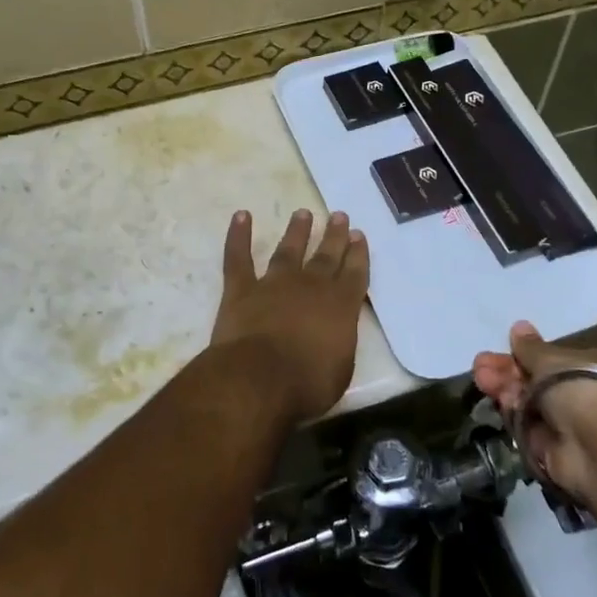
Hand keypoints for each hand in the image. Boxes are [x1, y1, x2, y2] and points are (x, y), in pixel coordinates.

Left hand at [212, 208, 368, 422]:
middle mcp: (311, 286)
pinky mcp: (241, 289)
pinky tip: (241, 216)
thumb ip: (340, 343)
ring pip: (288, 250)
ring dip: (296, 231)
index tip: (358, 234)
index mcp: (341, 306)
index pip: (354, 273)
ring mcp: (274, 284)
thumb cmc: (308, 382)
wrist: (260, 377)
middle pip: (326, 255)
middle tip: (338, 215)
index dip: (357, 254)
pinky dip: (238, 235)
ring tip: (302, 213)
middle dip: (334, 236)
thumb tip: (334, 332)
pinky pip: (238, 257)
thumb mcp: (341, 368)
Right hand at [473, 321, 596, 507]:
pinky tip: (499, 401)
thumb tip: (519, 327)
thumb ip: (530, 348)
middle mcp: (581, 394)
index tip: (504, 347)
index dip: (526, 354)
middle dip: (507, 372)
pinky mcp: (551, 449)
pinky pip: (526, 428)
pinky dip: (513, 415)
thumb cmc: (583, 390)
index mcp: (592, 366)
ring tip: (481, 378)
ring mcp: (566, 423)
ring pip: (527, 403)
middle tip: (480, 365)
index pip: (554, 358)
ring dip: (504, 390)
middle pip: (536, 380)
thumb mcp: (552, 360)